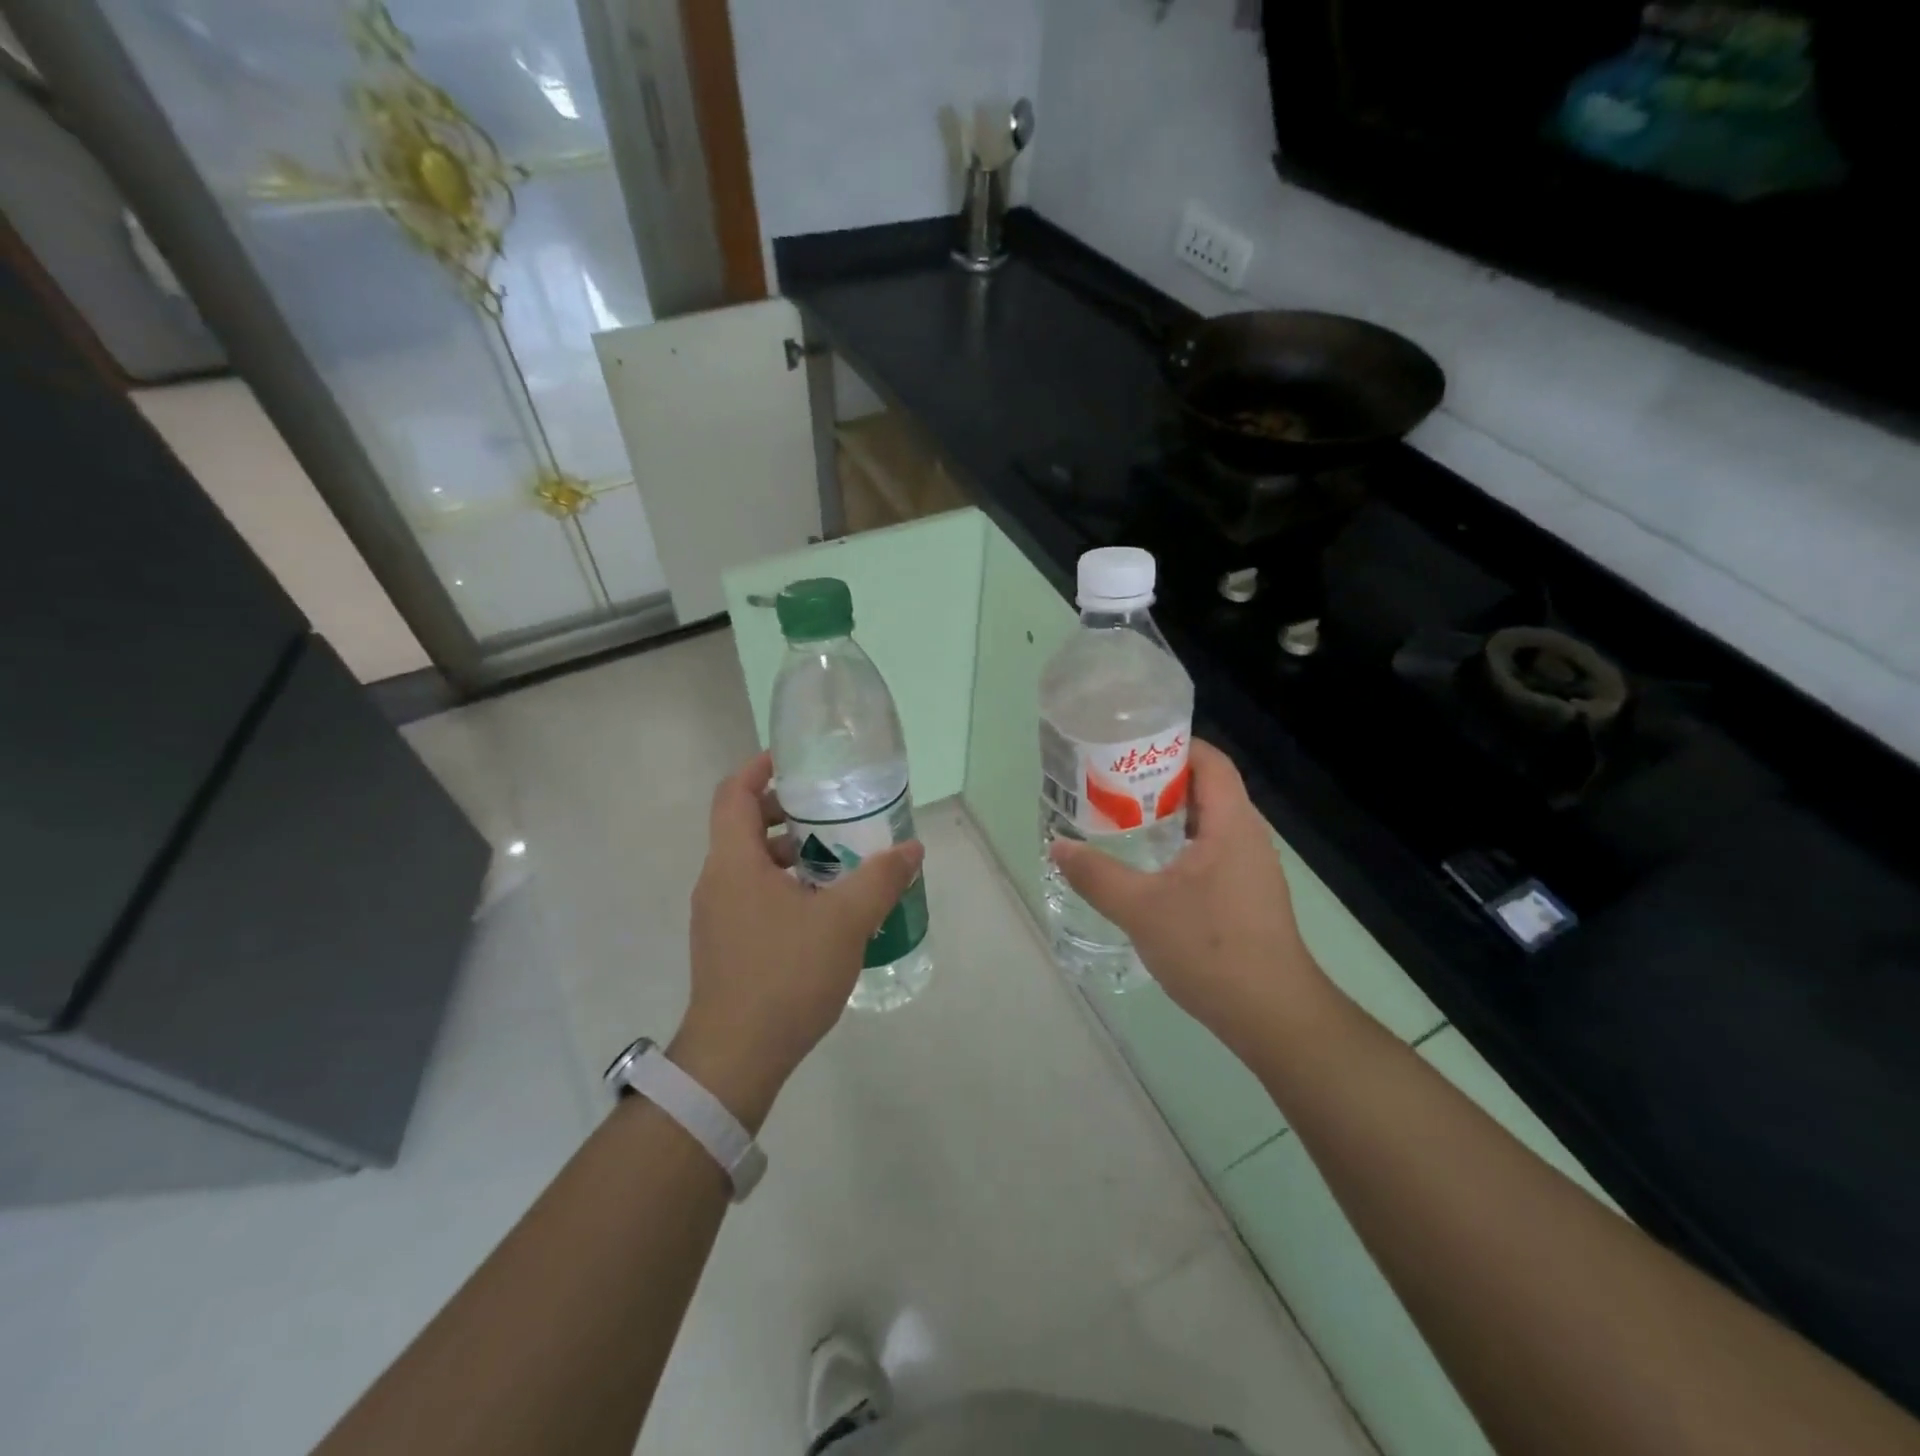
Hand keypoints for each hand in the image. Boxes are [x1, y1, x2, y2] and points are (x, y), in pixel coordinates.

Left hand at [671, 751, 924, 1129]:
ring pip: (750, 865)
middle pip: (744, 827)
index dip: (759, 768)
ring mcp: (716, 917)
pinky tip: (823, 909)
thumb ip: (881, 880)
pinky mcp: (725, 945)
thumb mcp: (845, 922)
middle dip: (785, 812)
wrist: (736, 1058)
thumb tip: (912, 849)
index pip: (734, 794)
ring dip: (788, 853)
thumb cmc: (785, 976)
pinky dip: (783, 885)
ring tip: (837, 860)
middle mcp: (717, 882)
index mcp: (734, 862)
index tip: (793, 760)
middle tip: (830, 812)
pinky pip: (752, 896)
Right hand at [1050, 739, 1330, 1056]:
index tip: (1128, 747)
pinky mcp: (1247, 894)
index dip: (1173, 744)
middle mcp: (1248, 836)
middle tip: (1111, 783)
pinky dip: (1179, 844)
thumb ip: (1096, 875)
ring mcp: (1251, 867)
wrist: (1272, 1015)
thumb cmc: (1210, 948)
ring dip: (1168, 814)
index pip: (1210, 761)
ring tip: (1121, 817)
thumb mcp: (1141, 909)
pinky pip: (1211, 849)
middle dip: (1160, 779)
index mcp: (1232, 824)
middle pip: (1206, 787)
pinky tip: (1148, 865)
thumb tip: (1058, 846)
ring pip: (1207, 822)